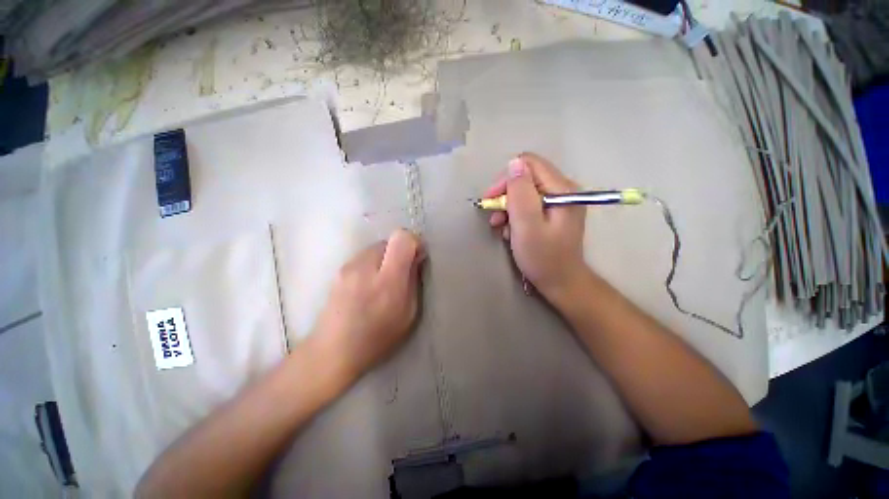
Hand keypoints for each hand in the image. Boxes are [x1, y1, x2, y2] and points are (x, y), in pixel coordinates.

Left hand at [313, 229, 424, 380]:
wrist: (332, 351)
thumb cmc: (377, 337)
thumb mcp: (409, 313)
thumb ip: (414, 281)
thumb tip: (416, 258)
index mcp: (387, 280)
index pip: (402, 238)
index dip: (413, 242)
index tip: (417, 257)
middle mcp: (365, 266)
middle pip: (389, 240)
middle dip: (400, 251)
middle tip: (401, 273)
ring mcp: (348, 266)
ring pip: (376, 247)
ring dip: (386, 258)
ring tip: (383, 281)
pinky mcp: (339, 269)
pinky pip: (364, 256)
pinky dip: (373, 264)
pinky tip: (368, 285)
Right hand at [485, 153, 587, 300]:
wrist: (561, 282)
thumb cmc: (543, 257)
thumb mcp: (527, 225)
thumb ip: (520, 193)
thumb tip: (514, 163)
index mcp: (562, 189)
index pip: (529, 164)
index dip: (506, 179)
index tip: (492, 200)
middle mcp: (564, 190)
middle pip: (526, 177)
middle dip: (505, 195)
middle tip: (494, 216)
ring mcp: (559, 201)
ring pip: (525, 192)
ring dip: (508, 207)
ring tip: (500, 226)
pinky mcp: (553, 212)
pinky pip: (529, 204)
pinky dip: (516, 215)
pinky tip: (510, 230)